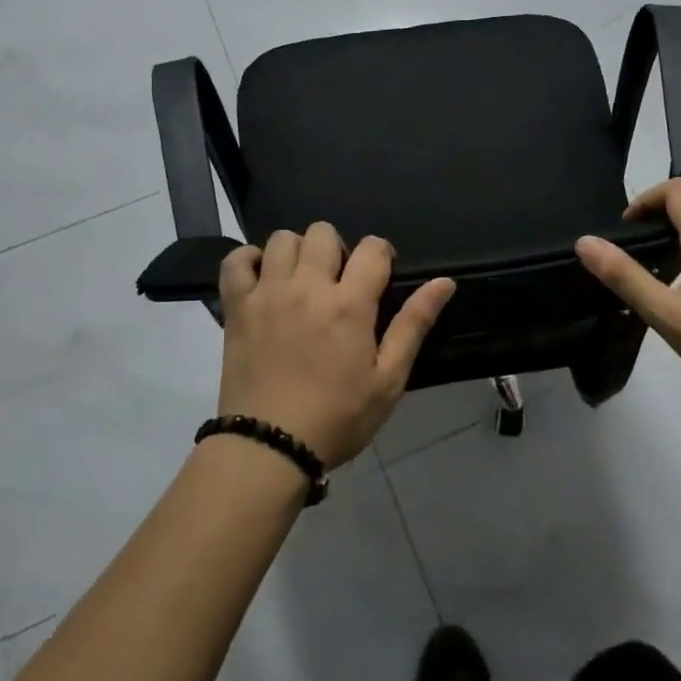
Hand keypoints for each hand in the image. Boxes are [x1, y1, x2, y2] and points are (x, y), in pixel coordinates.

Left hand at [217, 223, 454, 469]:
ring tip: (302, 281)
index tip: (380, 275)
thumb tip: (445, 282)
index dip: (382, 254)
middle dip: (338, 249)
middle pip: (323, 232)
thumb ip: (414, 324)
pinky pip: (235, 261)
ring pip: (281, 239)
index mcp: (349, 304)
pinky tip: (263, 278)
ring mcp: (267, 294)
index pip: (372, 248)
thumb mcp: (388, 379)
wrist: (269, 448)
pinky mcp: (237, 307)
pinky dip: (249, 260)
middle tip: (339, 281)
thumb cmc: (337, 417)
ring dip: (297, 252)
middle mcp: (307, 287)